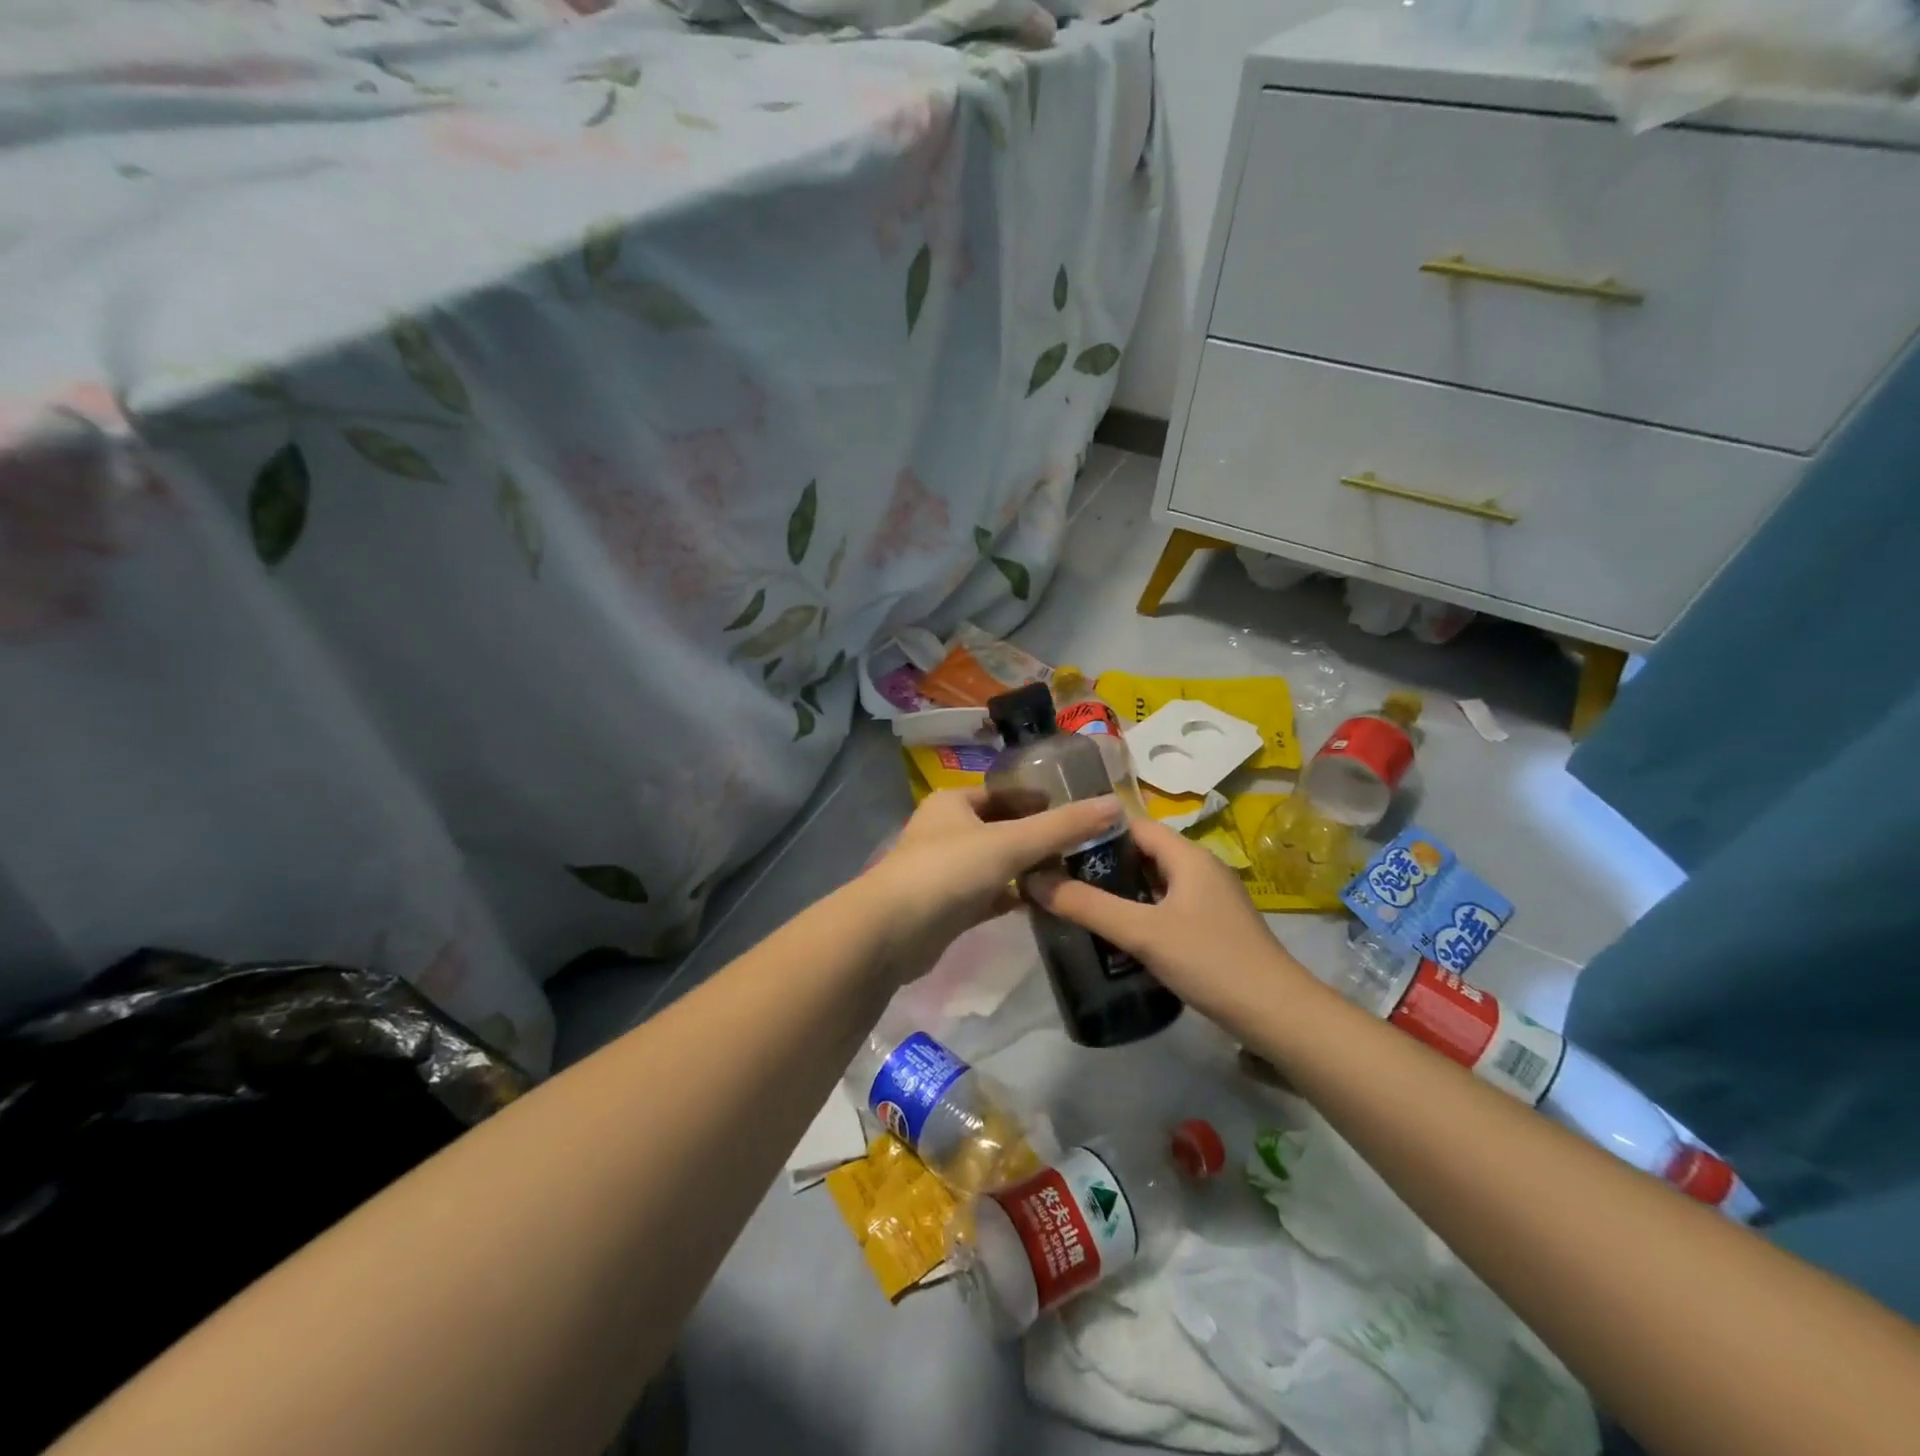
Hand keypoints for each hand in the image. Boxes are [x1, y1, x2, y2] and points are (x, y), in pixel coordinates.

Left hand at [865, 788, 1123, 980]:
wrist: (891, 932)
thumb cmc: (948, 871)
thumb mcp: (1010, 843)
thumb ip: (1062, 827)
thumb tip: (1114, 805)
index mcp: (954, 803)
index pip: (1006, 793)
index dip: (1041, 801)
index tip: (1080, 813)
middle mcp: (947, 831)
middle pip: (1002, 828)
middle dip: (1039, 837)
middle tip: (1084, 847)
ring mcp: (945, 870)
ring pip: (997, 864)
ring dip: (1028, 869)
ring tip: (1073, 874)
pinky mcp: (948, 907)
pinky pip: (989, 895)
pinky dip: (1013, 897)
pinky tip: (1043, 904)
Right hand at [1028, 815, 1314, 1025]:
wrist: (1277, 1014)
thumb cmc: (1210, 961)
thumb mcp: (1142, 932)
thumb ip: (1088, 906)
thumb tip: (1035, 880)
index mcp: (1188, 855)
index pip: (1132, 824)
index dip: (1093, 830)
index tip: (1056, 844)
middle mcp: (1200, 868)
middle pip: (1142, 852)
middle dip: (1101, 863)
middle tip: (1059, 878)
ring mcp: (1209, 898)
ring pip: (1154, 881)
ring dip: (1119, 889)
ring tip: (1077, 902)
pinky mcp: (1212, 926)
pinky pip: (1166, 905)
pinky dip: (1139, 911)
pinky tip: (1116, 932)